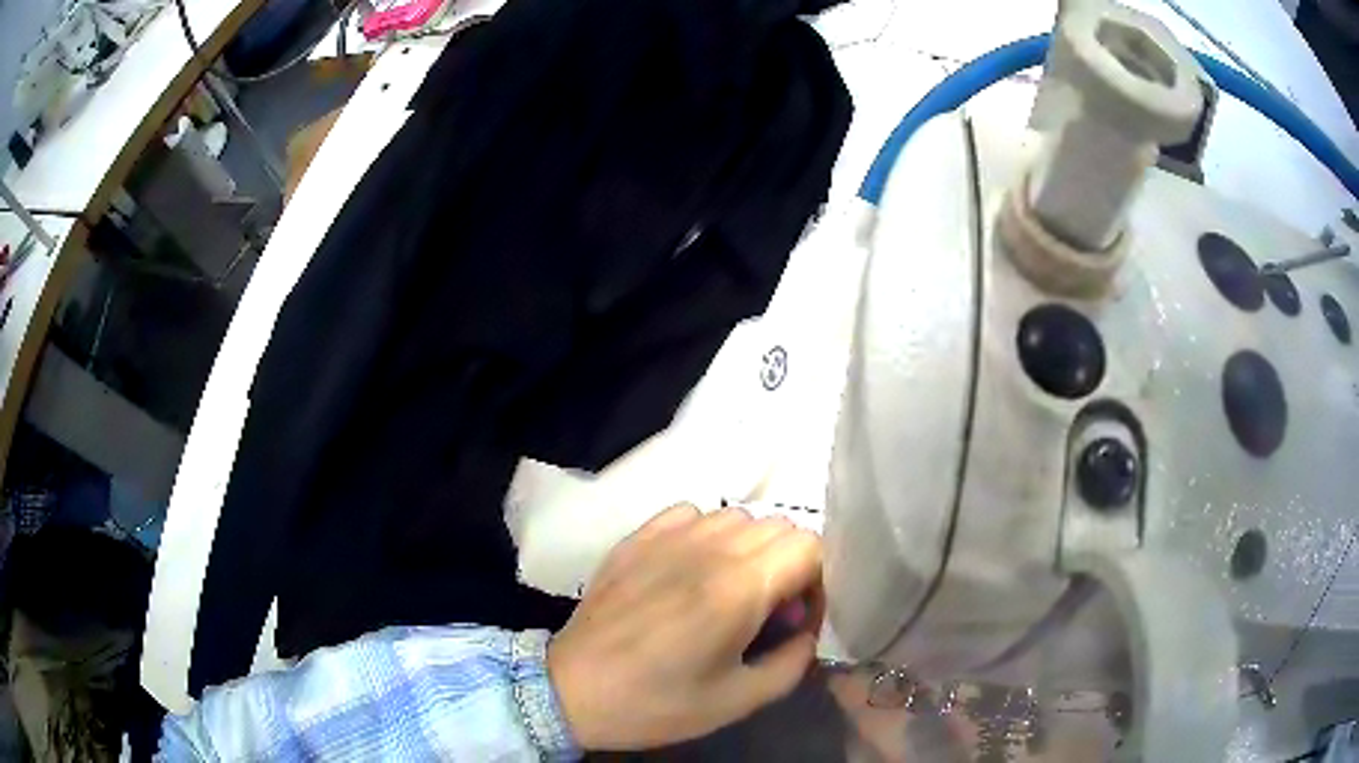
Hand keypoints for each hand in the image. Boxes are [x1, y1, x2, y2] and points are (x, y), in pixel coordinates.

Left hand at [547, 503, 823, 749]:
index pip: (809, 546)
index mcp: (739, 587)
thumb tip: (807, 632)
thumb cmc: (657, 703)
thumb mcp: (739, 700)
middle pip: (779, 527)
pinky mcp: (637, 537)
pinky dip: (705, 535)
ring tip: (728, 592)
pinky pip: (691, 514)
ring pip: (737, 517)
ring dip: (749, 550)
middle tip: (766, 612)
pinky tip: (689, 572)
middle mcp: (708, 547)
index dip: (817, 581)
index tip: (797, 619)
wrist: (572, 690)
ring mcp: (667, 535)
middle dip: (788, 566)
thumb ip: (793, 662)